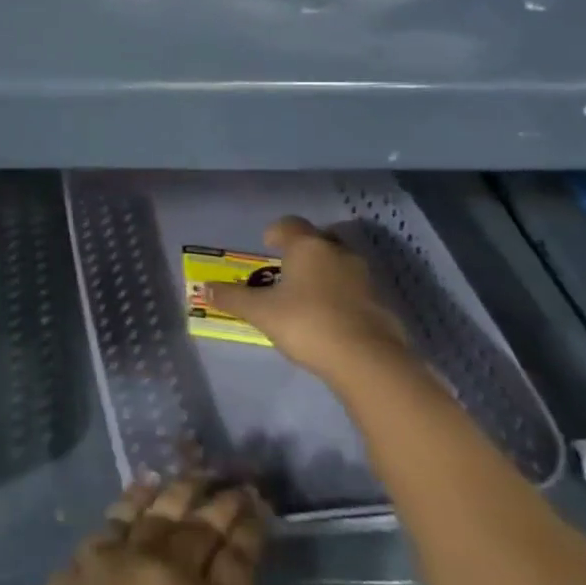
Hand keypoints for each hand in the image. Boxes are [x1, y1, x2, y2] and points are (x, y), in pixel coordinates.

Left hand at [0, 476, 272, 584]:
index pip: (239, 561)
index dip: (252, 531)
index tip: (262, 506)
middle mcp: (175, 572)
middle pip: (206, 525)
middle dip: (226, 501)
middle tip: (240, 483)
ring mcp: (131, 554)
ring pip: (166, 508)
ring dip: (187, 488)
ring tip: (201, 472)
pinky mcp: (94, 548)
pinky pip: (123, 510)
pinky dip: (140, 493)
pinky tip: (150, 481)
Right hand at [200, 216, 413, 384]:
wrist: (367, 360)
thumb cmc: (306, 323)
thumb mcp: (261, 312)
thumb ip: (233, 298)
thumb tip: (204, 288)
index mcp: (308, 247)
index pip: (290, 224)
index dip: (276, 231)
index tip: (267, 244)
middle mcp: (338, 253)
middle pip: (320, 239)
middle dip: (304, 249)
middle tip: (288, 267)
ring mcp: (365, 278)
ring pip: (341, 263)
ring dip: (326, 272)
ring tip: (308, 294)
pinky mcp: (381, 303)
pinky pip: (356, 290)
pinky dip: (343, 296)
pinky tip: (331, 317)